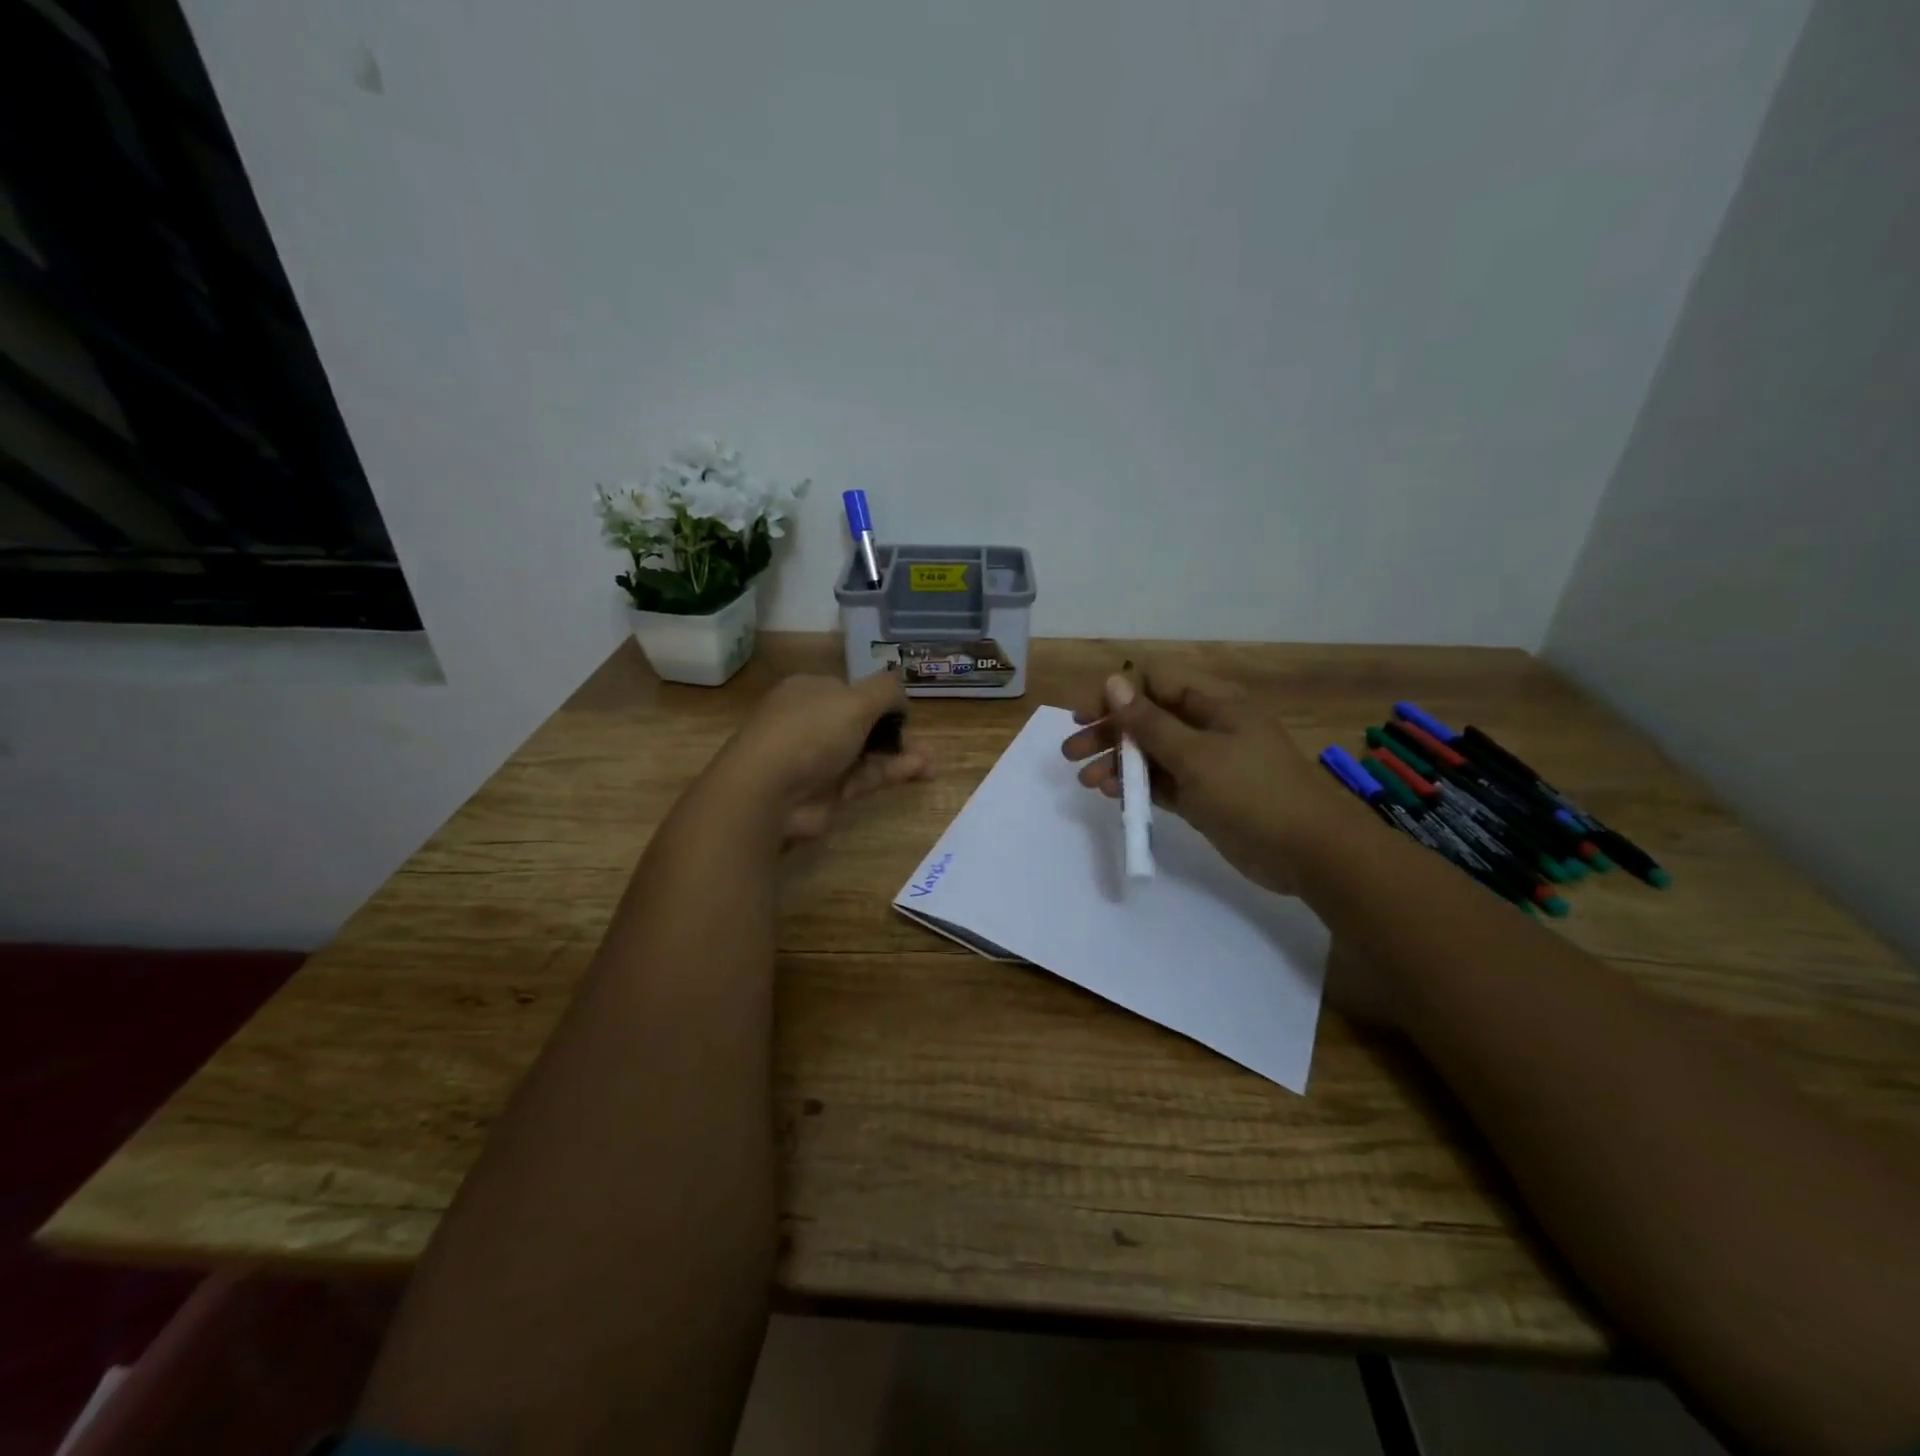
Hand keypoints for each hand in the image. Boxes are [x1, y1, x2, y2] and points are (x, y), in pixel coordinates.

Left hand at [713, 671, 932, 843]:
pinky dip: (891, 773)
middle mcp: (812, 722)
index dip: (879, 699)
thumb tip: (901, 690)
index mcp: (810, 691)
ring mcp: (818, 759)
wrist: (768, 791)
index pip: (850, 691)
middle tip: (925, 742)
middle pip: (862, 723)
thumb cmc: (810, 732)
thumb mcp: (855, 700)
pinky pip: (865, 777)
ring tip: (932, 763)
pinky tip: (920, 772)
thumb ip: (885, 690)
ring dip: (900, 755)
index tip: (905, 712)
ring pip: (867, 752)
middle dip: (896, 731)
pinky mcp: (827, 791)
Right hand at [1060, 661, 1363, 895]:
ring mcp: (1206, 763)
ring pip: (1151, 753)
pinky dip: (1137, 786)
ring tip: (1085, 780)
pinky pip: (1163, 783)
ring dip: (1117, 763)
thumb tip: (1113, 682)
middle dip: (1109, 732)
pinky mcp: (1204, 796)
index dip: (1117, 695)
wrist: (1310, 852)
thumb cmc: (1253, 792)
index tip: (1085, 716)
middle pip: (1148, 719)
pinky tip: (1112, 795)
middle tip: (1071, 752)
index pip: (1155, 683)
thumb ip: (1150, 722)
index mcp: (1213, 703)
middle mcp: (1207, 726)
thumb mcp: (1195, 754)